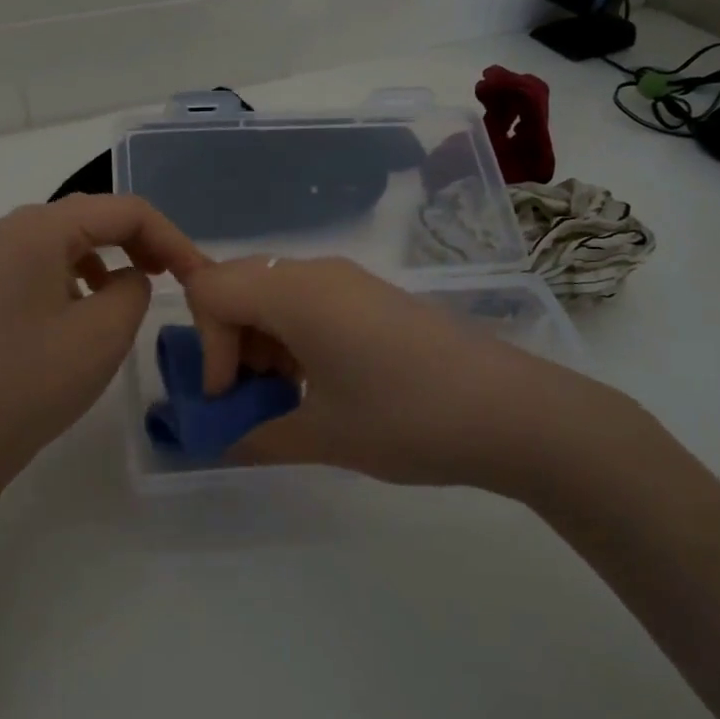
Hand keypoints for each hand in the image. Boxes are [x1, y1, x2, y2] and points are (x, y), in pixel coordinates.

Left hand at [0, 195, 209, 489]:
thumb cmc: (38, 379)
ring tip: (144, 282)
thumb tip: (131, 277)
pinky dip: (86, 269)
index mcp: (40, 228)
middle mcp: (16, 227)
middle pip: (97, 215)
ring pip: (75, 235)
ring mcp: (1, 255)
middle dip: (143, 239)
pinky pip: (53, 258)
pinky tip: (97, 300)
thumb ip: (137, 286)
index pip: (124, 210)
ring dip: (116, 252)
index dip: (170, 237)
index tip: (198, 274)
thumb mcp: (107, 330)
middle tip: (177, 274)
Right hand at [183, 256, 640, 488]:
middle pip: (238, 284)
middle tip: (254, 394)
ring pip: (272, 292)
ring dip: (261, 339)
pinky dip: (293, 334)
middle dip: (229, 340)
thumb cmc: (406, 419)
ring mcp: (349, 280)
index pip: (210, 290)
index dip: (207, 346)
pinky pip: (308, 300)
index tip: (233, 396)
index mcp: (295, 293)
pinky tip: (323, 381)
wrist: (512, 412)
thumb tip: (219, 446)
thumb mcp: (323, 436)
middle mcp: (316, 272)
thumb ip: (256, 437)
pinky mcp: (373, 295)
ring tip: (289, 394)